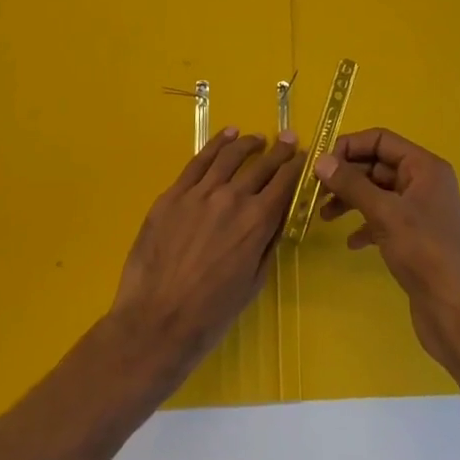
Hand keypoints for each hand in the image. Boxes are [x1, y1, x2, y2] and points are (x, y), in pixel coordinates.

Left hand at [109, 129, 302, 383]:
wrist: (156, 323)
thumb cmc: (211, 314)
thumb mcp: (254, 282)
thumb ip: (267, 244)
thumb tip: (276, 219)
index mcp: (257, 222)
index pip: (284, 183)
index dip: (297, 167)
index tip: (304, 157)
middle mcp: (232, 199)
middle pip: (261, 166)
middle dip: (279, 151)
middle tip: (288, 139)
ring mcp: (200, 193)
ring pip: (229, 156)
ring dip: (247, 144)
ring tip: (257, 138)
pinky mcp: (173, 195)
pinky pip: (198, 162)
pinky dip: (216, 145)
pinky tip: (226, 136)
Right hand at [315, 128, 459, 368]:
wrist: (457, 311)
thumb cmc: (424, 252)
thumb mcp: (385, 213)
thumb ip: (352, 184)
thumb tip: (321, 161)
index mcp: (425, 167)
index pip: (381, 140)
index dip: (349, 146)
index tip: (320, 163)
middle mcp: (424, 182)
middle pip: (378, 165)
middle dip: (347, 175)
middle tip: (315, 190)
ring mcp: (421, 210)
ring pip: (378, 193)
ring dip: (351, 200)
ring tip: (324, 215)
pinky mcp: (415, 237)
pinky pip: (384, 219)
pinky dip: (365, 225)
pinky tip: (351, 243)